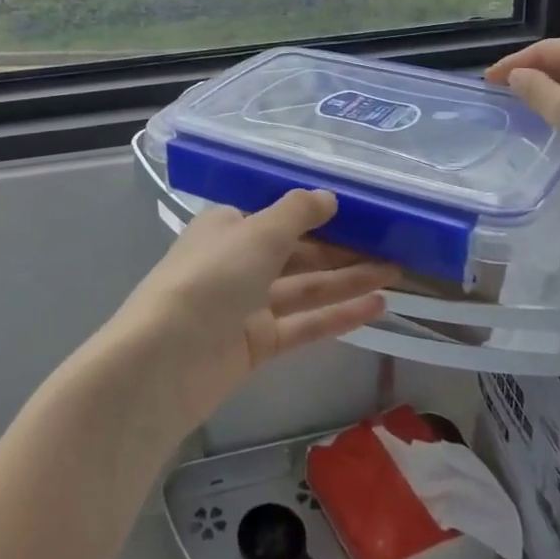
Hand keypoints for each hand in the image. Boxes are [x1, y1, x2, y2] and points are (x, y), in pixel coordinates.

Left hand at [112, 190, 398, 430]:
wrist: (162, 363)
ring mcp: (248, 305)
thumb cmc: (209, 280)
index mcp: (229, 227)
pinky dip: (339, 315)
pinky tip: (377, 306)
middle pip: (299, 252)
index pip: (281, 216)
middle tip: (394, 246)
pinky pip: (305, 323)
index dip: (321, 214)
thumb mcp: (255, 233)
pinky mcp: (258, 345)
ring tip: (397, 273)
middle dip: (344, 249)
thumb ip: (296, 213)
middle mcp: (239, 262)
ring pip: (307, 288)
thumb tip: (328, 196)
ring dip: (349, 280)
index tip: (363, 212)